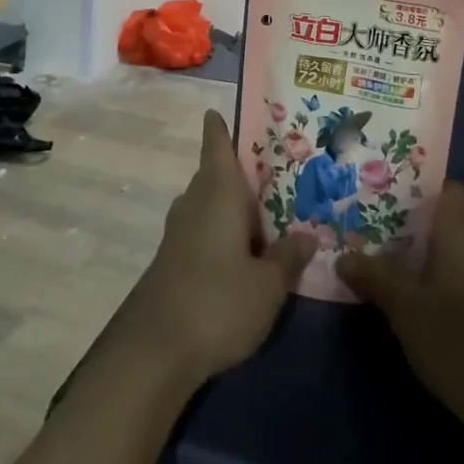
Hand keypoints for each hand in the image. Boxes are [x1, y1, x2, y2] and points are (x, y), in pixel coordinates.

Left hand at [111, 111, 314, 388]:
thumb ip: (289, 257)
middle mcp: (195, 202)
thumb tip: (308, 235)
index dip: (219, 127)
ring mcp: (178, 233)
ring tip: (267, 214)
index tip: (218, 111)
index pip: (216, 144)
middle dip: (240, 174)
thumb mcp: (268, 285)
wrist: (154, 353)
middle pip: (215, 175)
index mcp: (218, 191)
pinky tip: (243, 253)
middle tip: (276, 173)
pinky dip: (223, 232)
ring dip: (232, 207)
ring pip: (209, 205)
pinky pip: (203, 230)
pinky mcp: (172, 261)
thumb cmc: (218, 302)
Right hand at [337, 181, 463, 432]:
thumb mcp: (404, 308)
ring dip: (439, 259)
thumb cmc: (456, 340)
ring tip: (403, 274)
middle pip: (453, 220)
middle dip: (420, 229)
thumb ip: (374, 277)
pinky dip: (457, 282)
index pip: (447, 188)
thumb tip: (344, 257)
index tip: (388, 203)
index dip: (419, 191)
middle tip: (384, 240)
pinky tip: (436, 308)